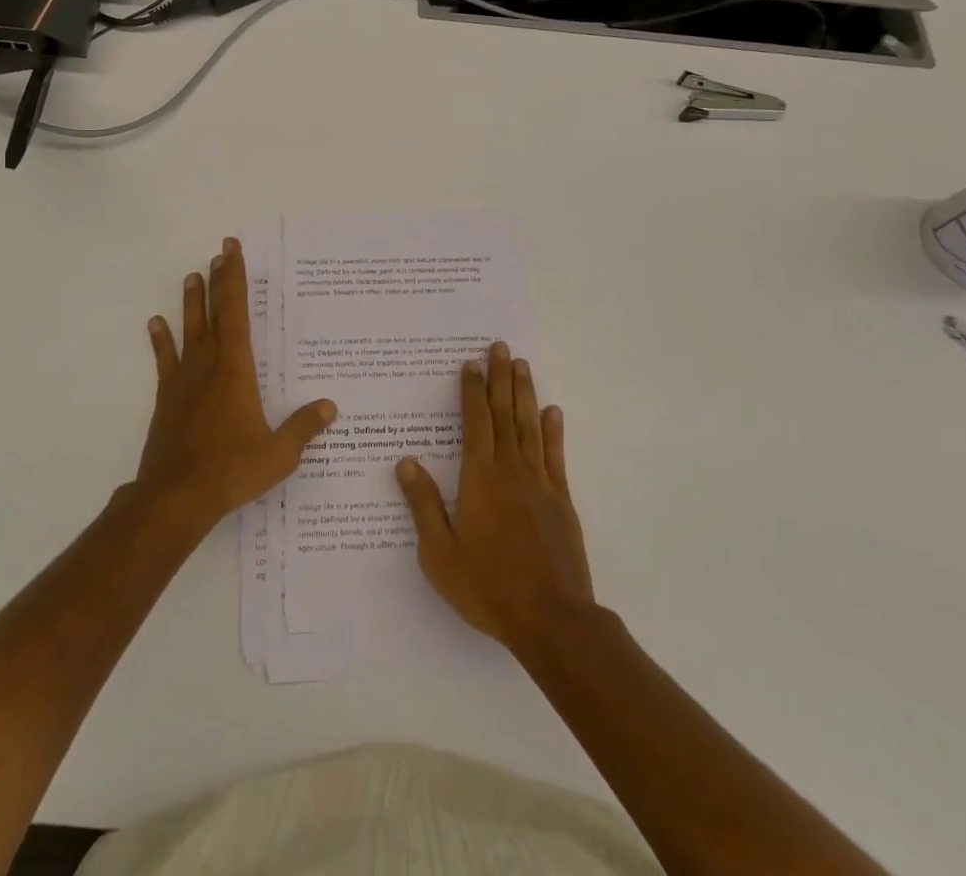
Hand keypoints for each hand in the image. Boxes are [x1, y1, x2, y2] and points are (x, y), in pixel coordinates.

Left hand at [134, 238, 337, 530]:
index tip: (231, 251)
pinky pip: (165, 360)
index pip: (236, 313)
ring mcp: (184, 380)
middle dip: (218, 281)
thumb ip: (304, 428)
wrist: (175, 497)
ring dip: (191, 302)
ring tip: (192, 276)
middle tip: (219, 252)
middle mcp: (209, 365)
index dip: (234, 279)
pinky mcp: (167, 398)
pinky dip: (161, 340)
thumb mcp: (278, 453)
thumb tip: (330, 407)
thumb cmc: (231, 470)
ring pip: (189, 330)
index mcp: (236, 369)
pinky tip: (156, 323)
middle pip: (214, 313)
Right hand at [396, 342, 593, 651]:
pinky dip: (554, 429)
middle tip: (500, 347)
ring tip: (522, 365)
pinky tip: (552, 411)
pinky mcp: (561, 499)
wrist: (551, 619)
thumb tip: (404, 462)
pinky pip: (555, 455)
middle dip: (500, 377)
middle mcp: (510, 470)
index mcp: (479, 478)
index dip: (472, 390)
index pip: (475, 422)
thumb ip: (423, 504)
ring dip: (524, 393)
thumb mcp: (440, 554)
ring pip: (529, 425)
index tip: (471, 363)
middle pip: (504, 413)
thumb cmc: (488, 587)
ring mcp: (539, 482)